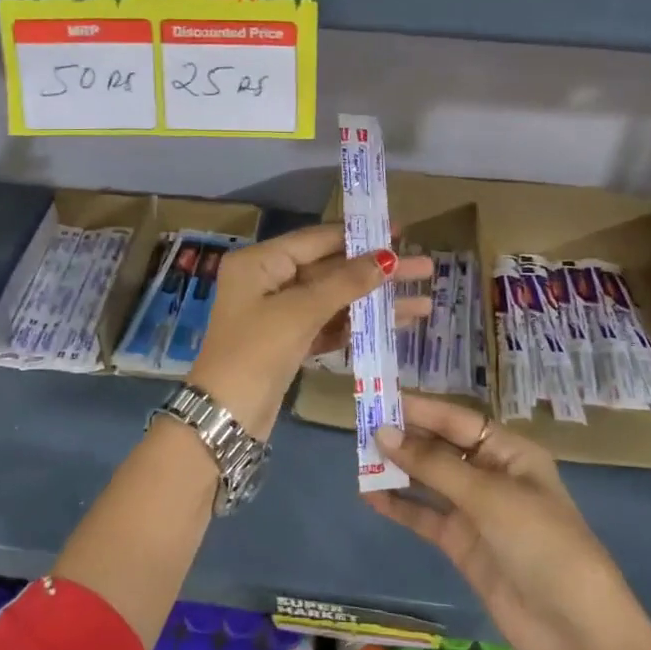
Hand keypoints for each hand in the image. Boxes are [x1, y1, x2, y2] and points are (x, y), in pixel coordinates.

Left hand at [187, 224, 431, 441]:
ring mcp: (279, 313)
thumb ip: (345, 283)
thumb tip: (387, 257)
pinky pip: (329, 324)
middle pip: (331, 269)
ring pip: (335, 299)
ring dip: (375, 301)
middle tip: (425, 267)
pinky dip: (359, 325)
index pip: (317, 240)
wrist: (225, 417)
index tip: (402, 232)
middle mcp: (268, 280)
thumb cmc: (256, 352)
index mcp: (259, 262)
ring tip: (423, 302)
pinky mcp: (290, 342)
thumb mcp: (300, 312)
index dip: (360, 236)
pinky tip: (396, 324)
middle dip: (377, 272)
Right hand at [367, 395, 650, 649]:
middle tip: (360, 427)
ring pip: (429, 481)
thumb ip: (433, 465)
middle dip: (405, 438)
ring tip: (359, 459)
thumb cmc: (542, 545)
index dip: (420, 409)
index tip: (379, 400)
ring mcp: (476, 512)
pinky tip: (370, 496)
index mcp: (511, 453)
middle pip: (441, 448)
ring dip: (398, 471)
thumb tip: (383, 433)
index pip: (457, 421)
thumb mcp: (489, 497)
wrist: (575, 632)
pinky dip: (400, 506)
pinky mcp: (462, 545)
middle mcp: (492, 476)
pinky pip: (425, 516)